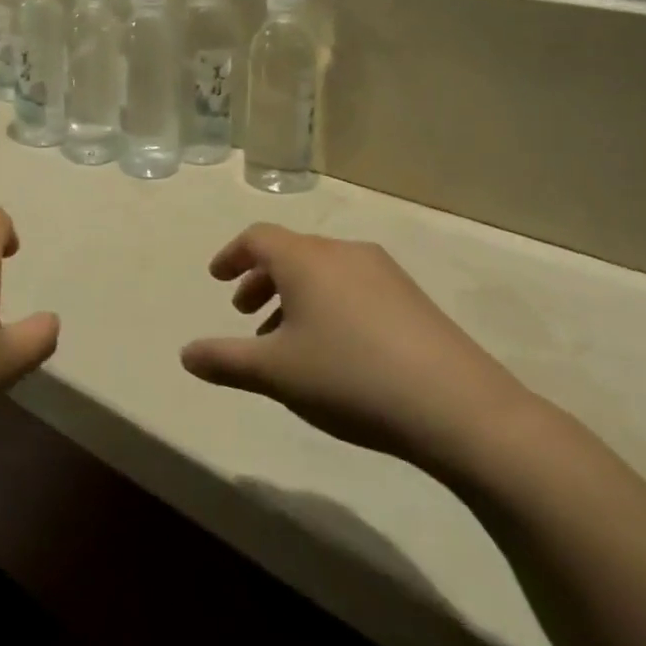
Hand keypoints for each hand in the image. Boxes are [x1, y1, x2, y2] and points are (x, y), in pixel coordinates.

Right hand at [180, 224, 527, 471]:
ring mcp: (383, 272)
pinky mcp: (413, 298)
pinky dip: (328, 305)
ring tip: (286, 340)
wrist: (460, 408)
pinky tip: (335, 350)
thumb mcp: (275, 373)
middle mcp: (342, 252)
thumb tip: (185, 354)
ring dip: (294, 296)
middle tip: (245, 314)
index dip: (231, 256)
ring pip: (323, 272)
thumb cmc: (350, 377)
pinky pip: (353, 287)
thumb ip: (225, 360)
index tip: (217, 279)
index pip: (257, 237)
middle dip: (261, 280)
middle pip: (290, 253)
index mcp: (305, 259)